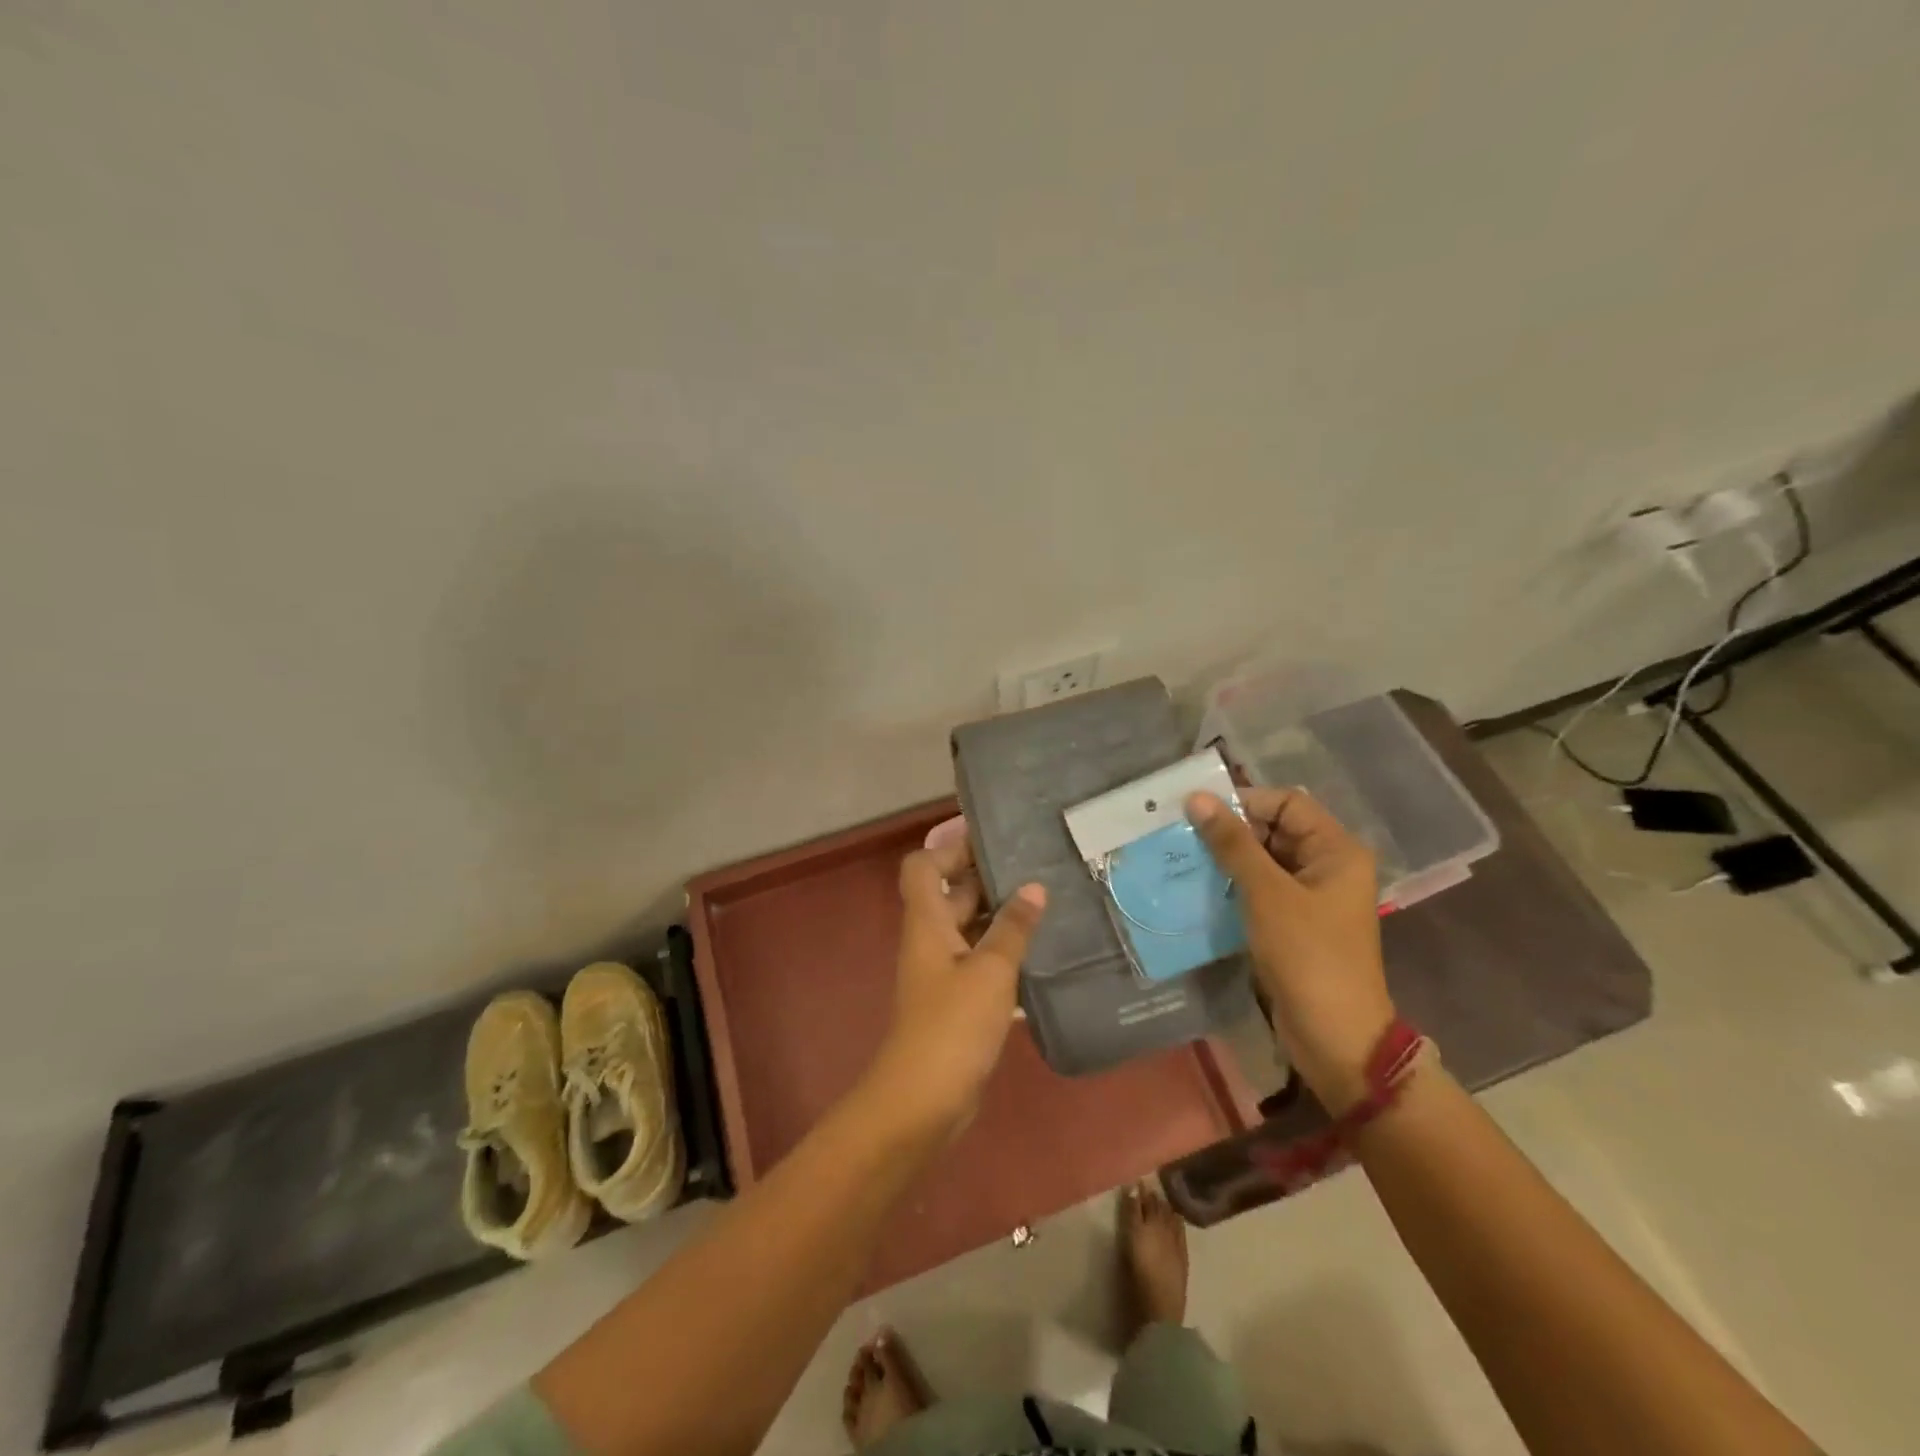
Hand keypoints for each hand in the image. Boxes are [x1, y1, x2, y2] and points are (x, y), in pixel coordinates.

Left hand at [865, 830, 1046, 1139]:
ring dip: (1002, 918)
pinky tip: (1043, 955)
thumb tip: (1034, 887)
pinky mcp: (957, 1001)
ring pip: (971, 929)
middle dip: (989, 879)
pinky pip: (981, 963)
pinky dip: (1005, 954)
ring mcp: (943, 971)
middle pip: (953, 894)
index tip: (994, 841)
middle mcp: (931, 939)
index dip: (951, 848)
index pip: (923, 865)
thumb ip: (1012, 927)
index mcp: (927, 921)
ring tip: (1050, 905)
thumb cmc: (953, 1024)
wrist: (924, 1100)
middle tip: (1039, 868)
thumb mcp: (990, 971)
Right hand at [1187, 788, 1395, 1113]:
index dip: (1245, 801)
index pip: (1287, 803)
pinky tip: (1199, 887)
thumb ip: (1232, 843)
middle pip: (1274, 830)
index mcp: (1336, 850)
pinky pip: (1260, 890)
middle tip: (1182, 832)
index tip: (1199, 811)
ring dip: (1226, 858)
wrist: (1334, 1037)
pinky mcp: (1294, 923)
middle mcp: (1327, 866)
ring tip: (1183, 857)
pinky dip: (1232, 885)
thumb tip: (1197, 799)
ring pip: (1263, 861)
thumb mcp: (1266, 893)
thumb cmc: (1307, 955)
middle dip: (1230, 830)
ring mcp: (1311, 897)